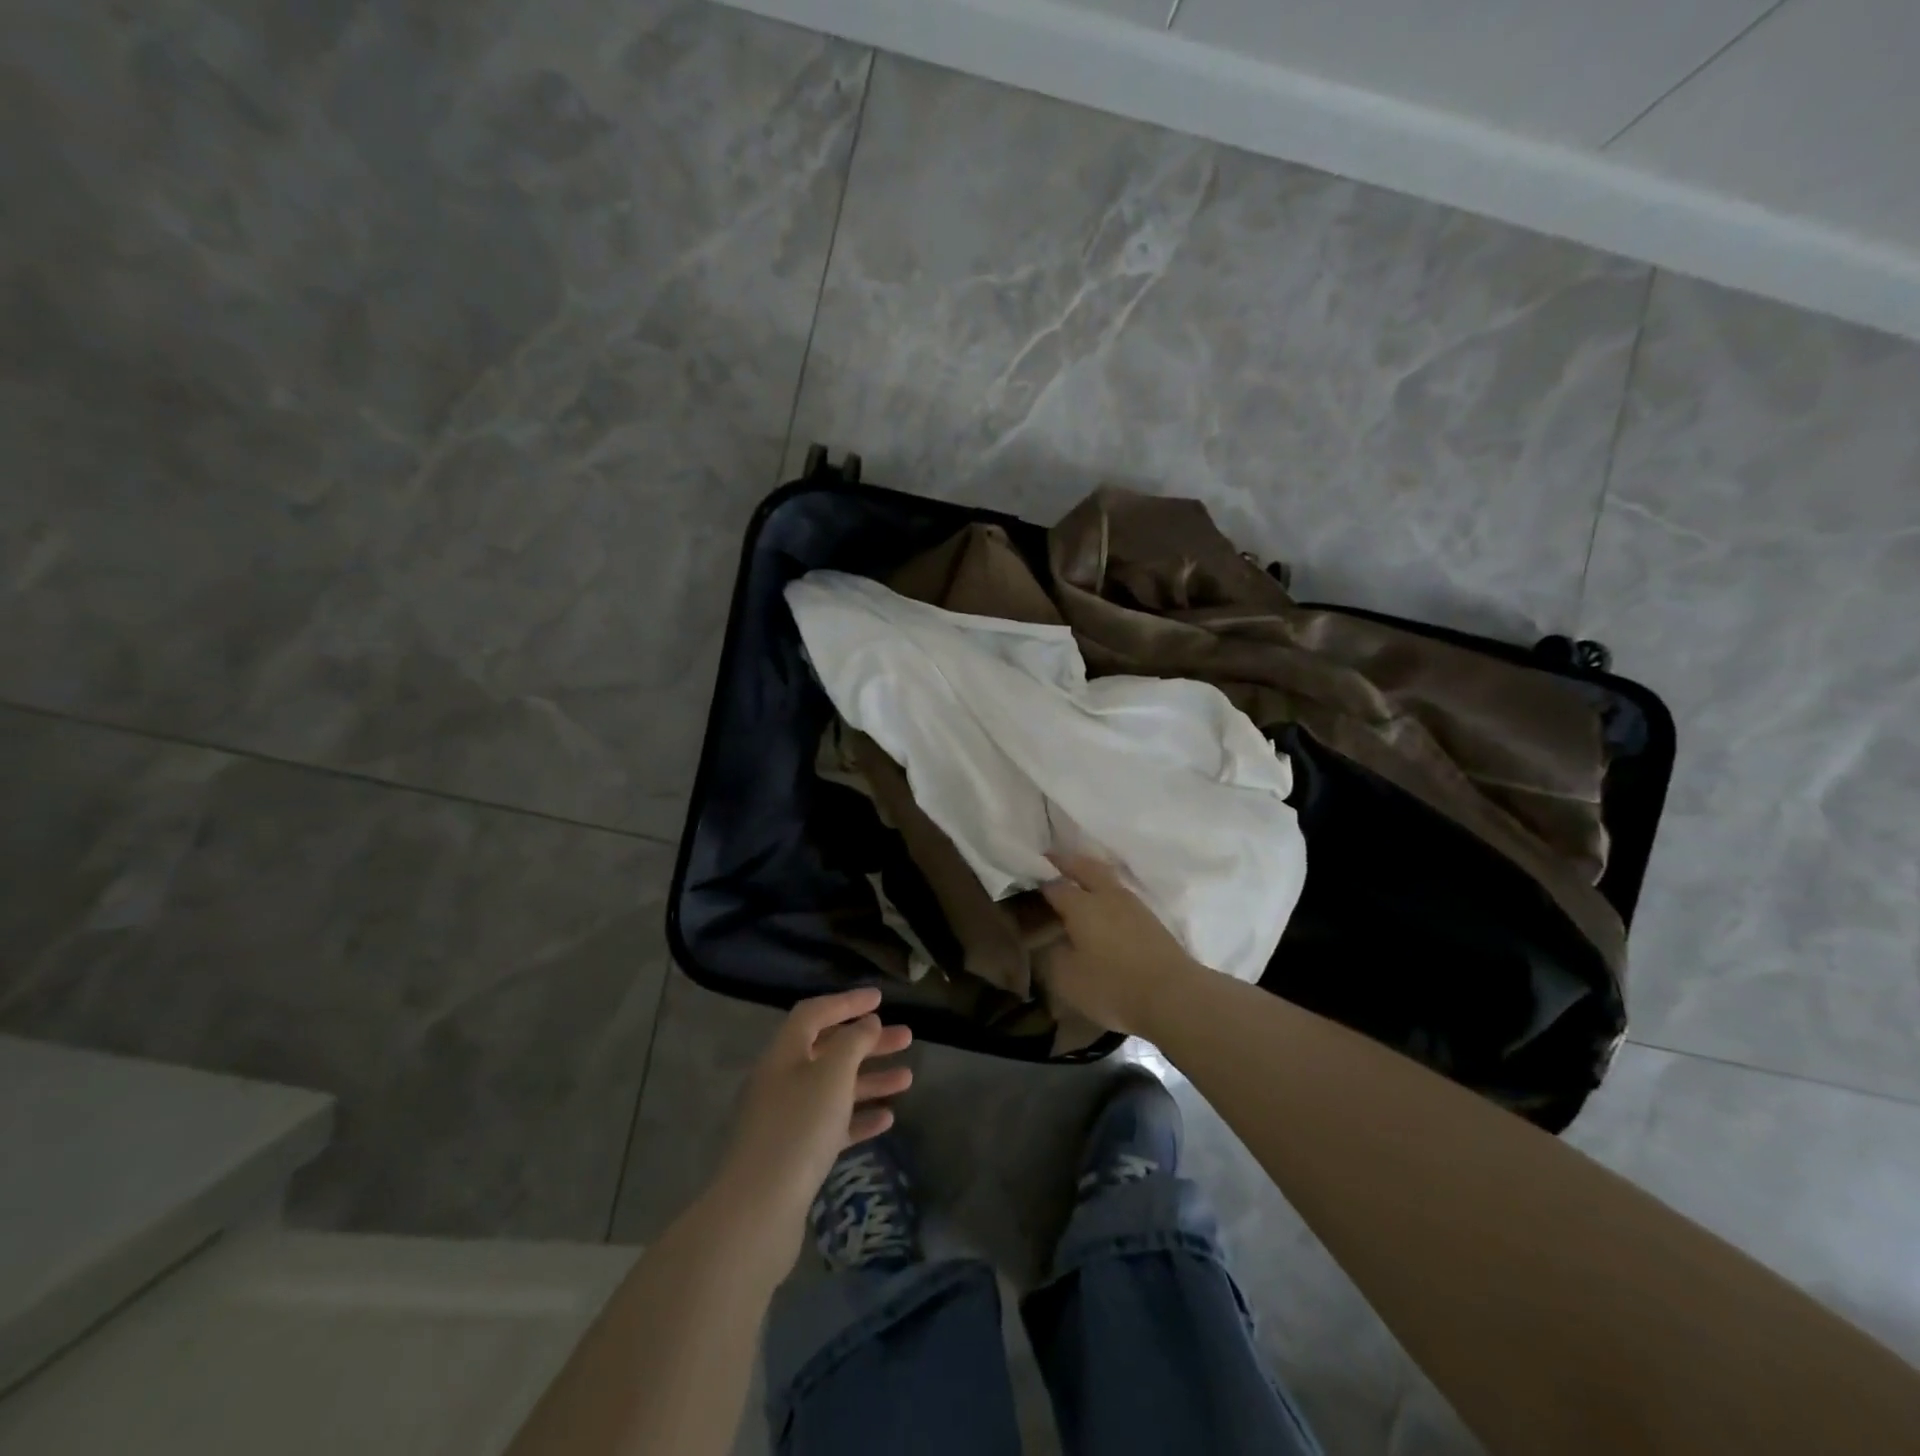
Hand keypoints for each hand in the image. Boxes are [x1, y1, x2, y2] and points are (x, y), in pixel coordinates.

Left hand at [712, 988, 912, 1264]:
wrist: (757, 1212)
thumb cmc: (798, 1129)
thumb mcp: (832, 1075)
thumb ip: (852, 1043)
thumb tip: (865, 1023)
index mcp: (783, 1054)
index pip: (814, 1014)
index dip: (846, 1002)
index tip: (880, 999)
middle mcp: (781, 1080)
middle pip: (828, 1050)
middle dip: (868, 1042)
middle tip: (906, 1038)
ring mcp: (786, 1119)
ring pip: (833, 1089)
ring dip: (870, 1080)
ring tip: (908, 1079)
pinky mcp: (794, 1155)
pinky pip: (831, 1125)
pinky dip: (858, 1117)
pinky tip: (887, 1120)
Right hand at [1038, 853, 1210, 1035]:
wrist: (1174, 996)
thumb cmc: (1113, 986)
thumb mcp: (1067, 979)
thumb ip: (1051, 955)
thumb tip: (1048, 940)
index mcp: (1081, 905)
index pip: (1053, 885)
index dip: (1037, 882)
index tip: (1025, 883)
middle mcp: (1106, 895)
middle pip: (1084, 866)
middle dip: (1065, 861)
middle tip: (1049, 858)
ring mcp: (1132, 904)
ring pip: (1105, 876)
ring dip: (1088, 871)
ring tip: (1075, 877)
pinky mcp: (1149, 918)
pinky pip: (1119, 892)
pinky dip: (1105, 889)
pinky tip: (1102, 902)